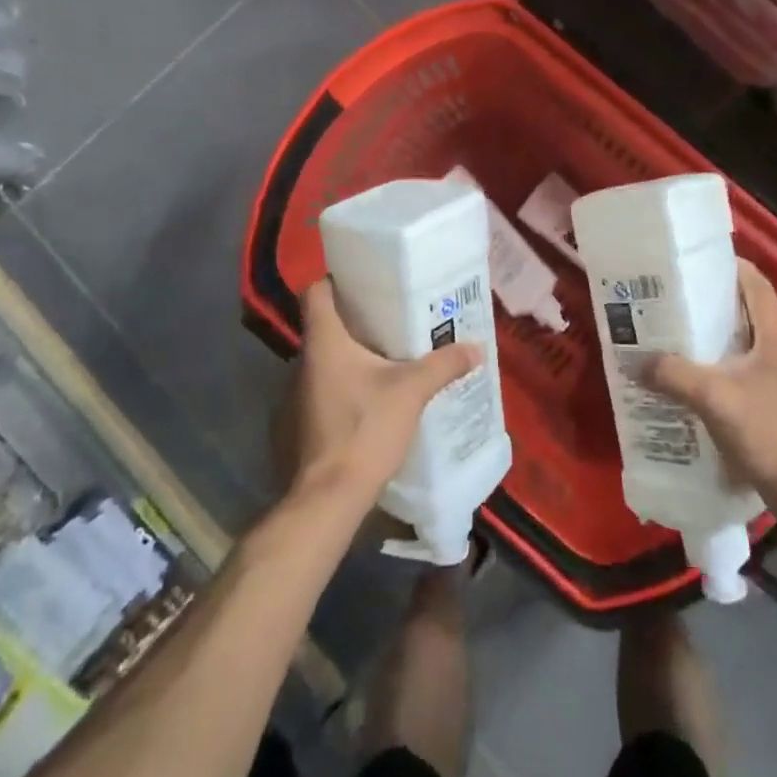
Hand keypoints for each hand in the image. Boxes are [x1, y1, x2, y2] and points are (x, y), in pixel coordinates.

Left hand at [279, 280, 482, 518]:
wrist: (330, 496)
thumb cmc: (365, 428)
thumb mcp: (412, 391)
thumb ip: (444, 365)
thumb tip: (476, 347)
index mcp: (324, 342)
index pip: (316, 292)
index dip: (337, 280)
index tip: (366, 281)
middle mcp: (305, 361)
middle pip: (327, 324)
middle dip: (358, 317)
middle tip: (393, 315)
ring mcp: (300, 394)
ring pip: (328, 358)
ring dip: (354, 353)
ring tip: (391, 353)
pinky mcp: (306, 421)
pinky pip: (328, 387)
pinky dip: (349, 382)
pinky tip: (377, 394)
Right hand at [649, 260, 776, 514]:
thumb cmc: (769, 434)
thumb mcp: (714, 400)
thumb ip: (674, 376)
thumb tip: (635, 361)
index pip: (755, 283)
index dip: (726, 267)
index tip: (690, 265)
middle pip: (750, 310)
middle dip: (713, 303)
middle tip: (674, 301)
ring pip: (751, 341)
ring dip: (720, 336)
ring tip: (681, 337)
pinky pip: (753, 368)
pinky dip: (728, 364)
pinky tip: (703, 380)